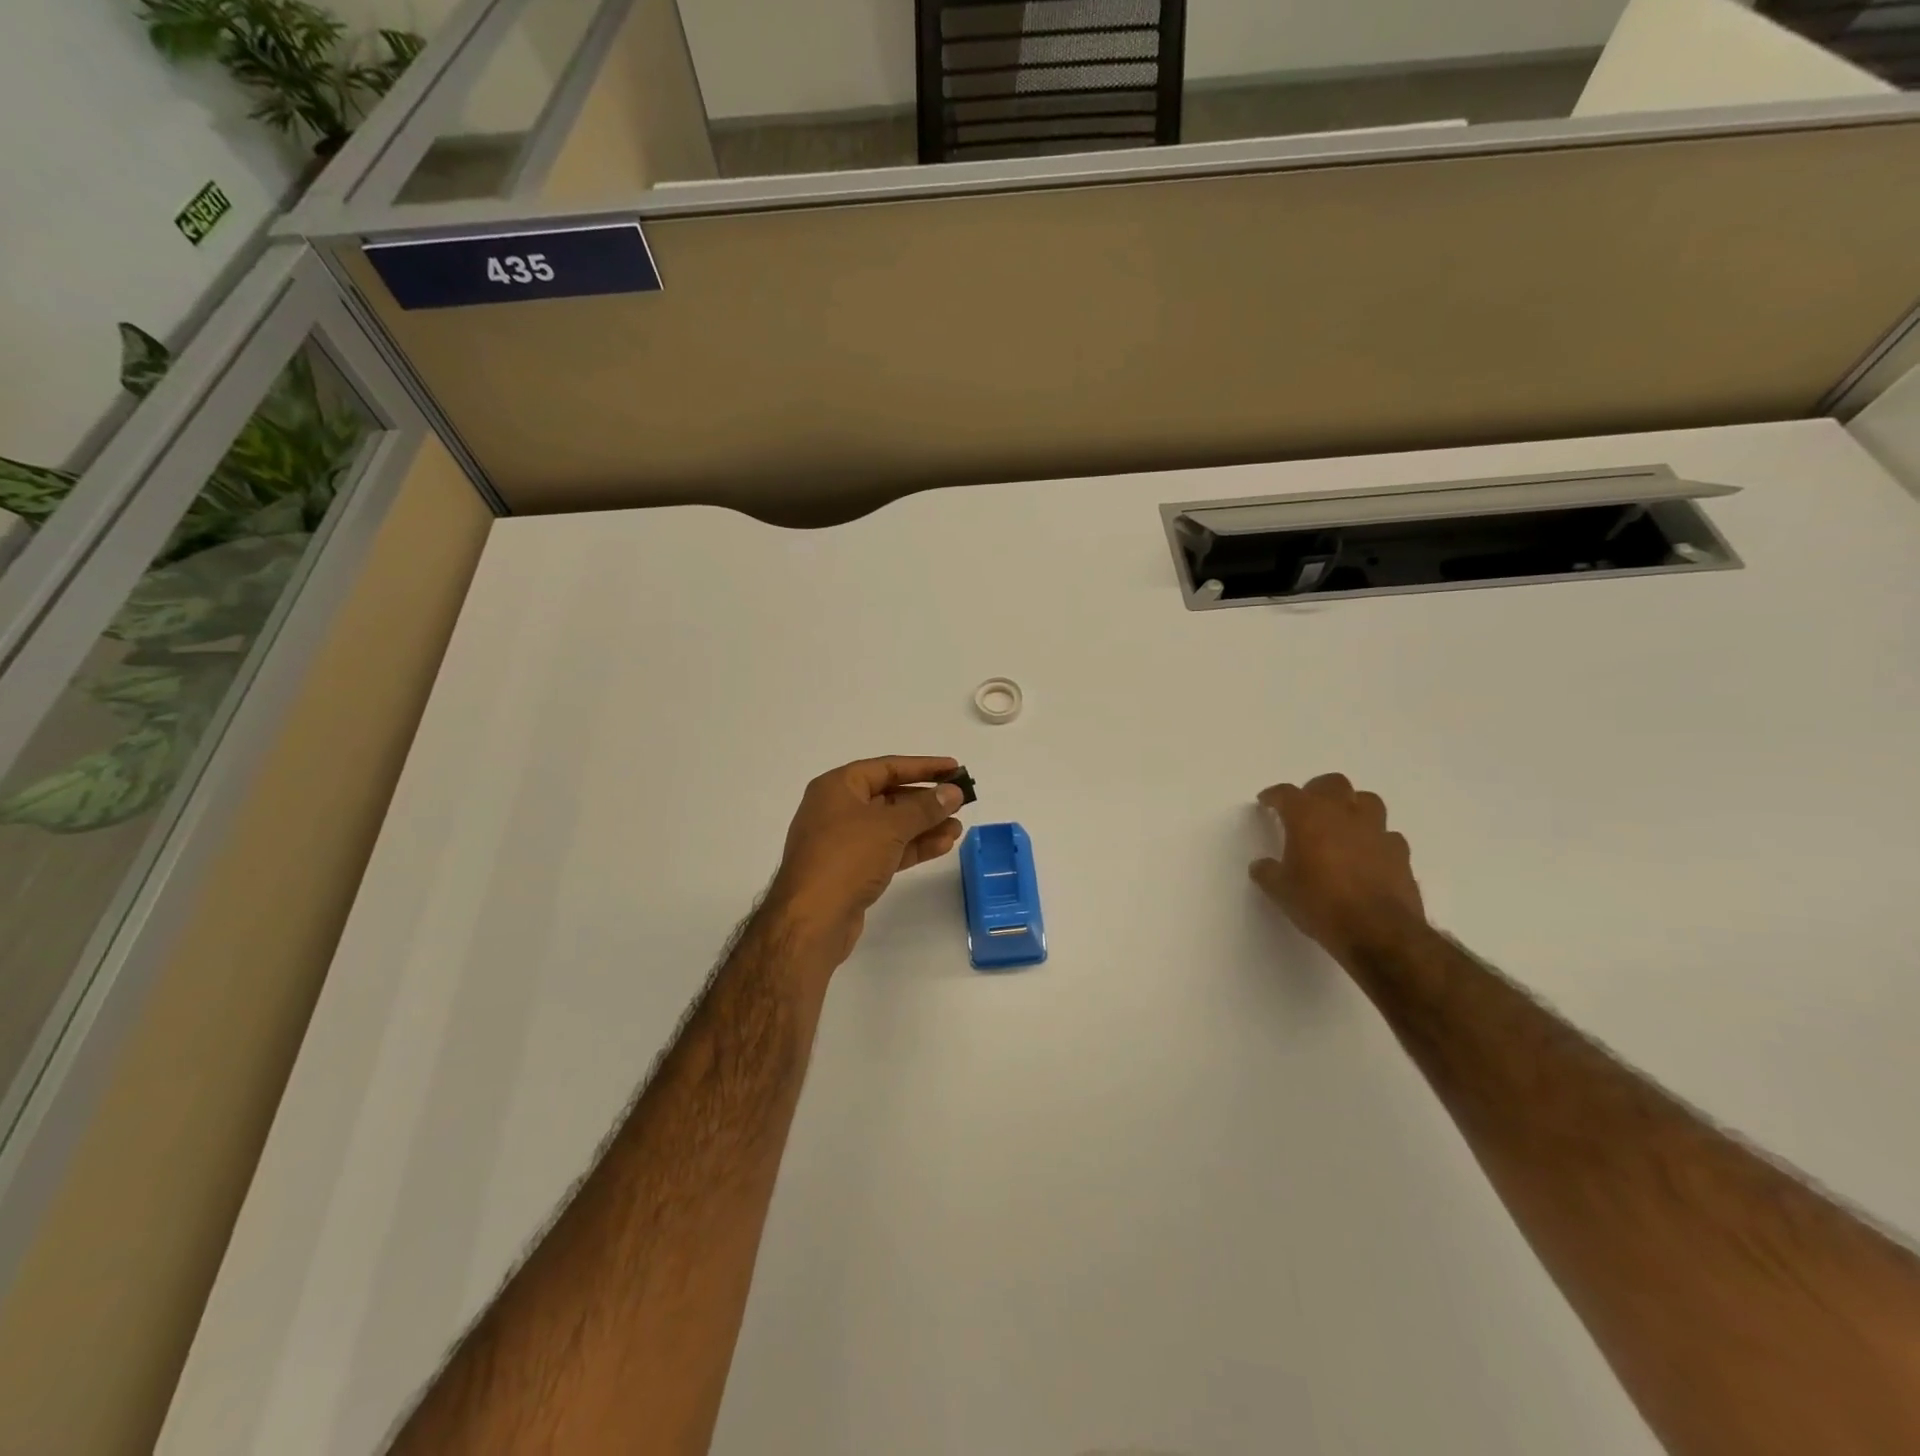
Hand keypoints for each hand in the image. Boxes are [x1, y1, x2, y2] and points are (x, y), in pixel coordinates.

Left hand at [765, 756, 967, 966]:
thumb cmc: (847, 858)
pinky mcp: (851, 870)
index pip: (887, 767)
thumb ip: (925, 807)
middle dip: (926, 801)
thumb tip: (953, 792)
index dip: (923, 766)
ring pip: (891, 826)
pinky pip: (887, 849)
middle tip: (960, 802)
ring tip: (958, 828)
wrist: (812, 920)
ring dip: (924, 826)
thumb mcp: (890, 826)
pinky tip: (942, 846)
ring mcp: (843, 841)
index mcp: (837, 787)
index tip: (954, 768)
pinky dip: (912, 846)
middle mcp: (837, 809)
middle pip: (889, 796)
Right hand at [1250, 773, 1425, 963]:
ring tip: (1341, 825)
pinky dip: (1375, 839)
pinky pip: (1387, 835)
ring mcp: (1376, 831)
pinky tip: (1368, 855)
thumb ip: (1268, 872)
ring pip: (1367, 800)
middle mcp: (1343, 814)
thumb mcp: (1280, 891)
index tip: (1266, 802)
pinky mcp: (1400, 852)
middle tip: (1306, 809)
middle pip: (1332, 783)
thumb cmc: (1320, 904)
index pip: (1287, 793)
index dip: (1274, 795)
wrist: (1378, 931)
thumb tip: (1262, 866)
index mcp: (1308, 817)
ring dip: (1352, 806)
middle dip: (1316, 791)